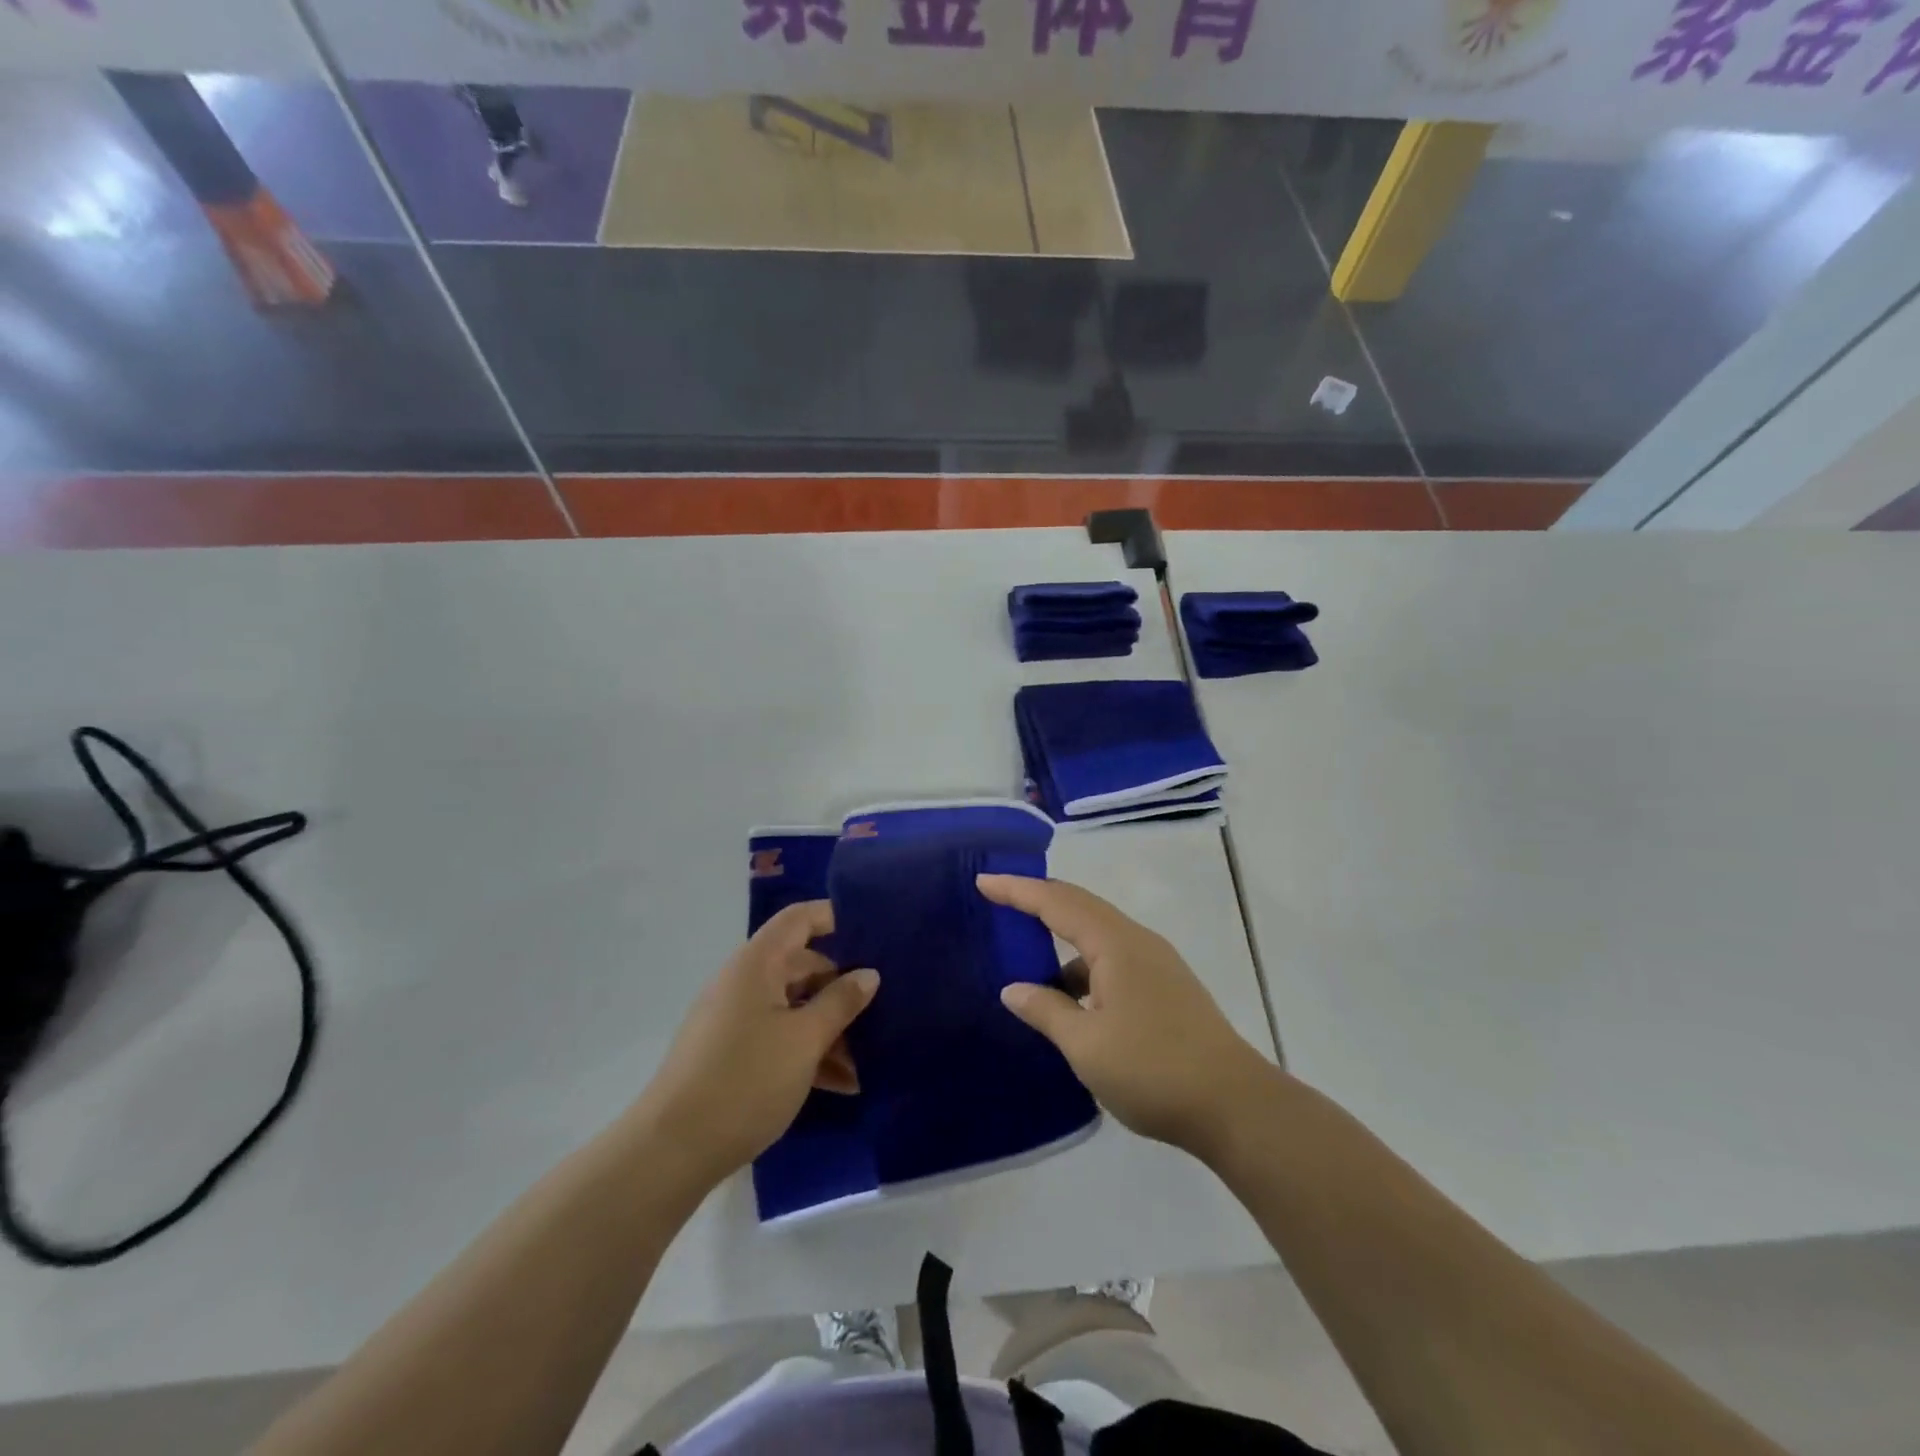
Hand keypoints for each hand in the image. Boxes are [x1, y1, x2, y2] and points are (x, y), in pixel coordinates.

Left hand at [640, 902, 878, 1190]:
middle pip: (802, 966)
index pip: (799, 919)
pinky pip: (779, 1037)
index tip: (874, 932)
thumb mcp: (805, 1040)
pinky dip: (808, 1052)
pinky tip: (842, 1084)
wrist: (671, 1152)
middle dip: (842, 988)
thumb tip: (869, 974)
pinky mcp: (731, 1055)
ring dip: (830, 1028)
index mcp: (757, 964)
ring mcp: (735, 1019)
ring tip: (868, 1060)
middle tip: (884, 1009)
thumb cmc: (745, 1080)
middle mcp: (744, 982)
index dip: (834, 916)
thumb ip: (841, 1002)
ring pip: (794, 1007)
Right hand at [978, 874, 1275, 1158]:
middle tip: (1000, 898)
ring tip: (1029, 958)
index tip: (983, 880)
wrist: (1236, 1106)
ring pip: (1098, 935)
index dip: (1017, 890)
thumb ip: (1046, 1011)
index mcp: (1115, 944)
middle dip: (1038, 900)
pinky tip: (1071, 1001)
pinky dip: (1084, 968)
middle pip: (1080, 906)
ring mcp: (1156, 964)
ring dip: (1062, 939)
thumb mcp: (1087, 1045)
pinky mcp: (1166, 988)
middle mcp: (1137, 942)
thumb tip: (1014, 989)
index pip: (1057, 903)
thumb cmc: (1153, 1070)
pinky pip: (1113, 959)